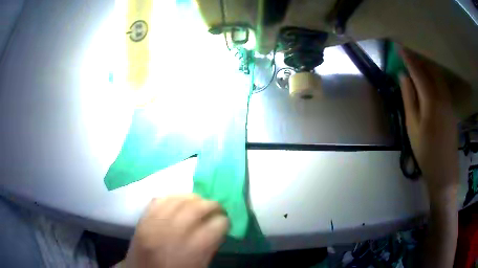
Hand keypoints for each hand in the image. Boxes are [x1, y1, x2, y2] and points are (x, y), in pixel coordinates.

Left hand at [124, 194, 228, 267]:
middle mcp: (172, 233)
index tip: (225, 222)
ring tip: (199, 203)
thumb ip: (210, 246)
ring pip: (178, 199)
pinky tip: (179, 201)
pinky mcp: (143, 219)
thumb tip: (217, 227)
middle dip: (212, 205)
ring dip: (194, 198)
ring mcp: (154, 223)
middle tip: (217, 209)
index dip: (224, 222)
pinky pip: (160, 199)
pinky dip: (173, 197)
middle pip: (197, 207)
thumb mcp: (200, 266)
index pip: (216, 225)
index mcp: (192, 250)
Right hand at [399, 47, 458, 204]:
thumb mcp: (412, 127)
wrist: (444, 172)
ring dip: (427, 68)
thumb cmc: (425, 152)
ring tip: (417, 66)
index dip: (408, 58)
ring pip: (438, 77)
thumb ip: (408, 99)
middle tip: (407, 55)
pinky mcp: (451, 108)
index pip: (418, 72)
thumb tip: (403, 76)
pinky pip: (442, 85)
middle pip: (431, 70)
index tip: (399, 47)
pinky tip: (429, 82)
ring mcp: (449, 102)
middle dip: (419, 60)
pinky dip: (434, 78)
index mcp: (431, 100)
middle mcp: (442, 96)